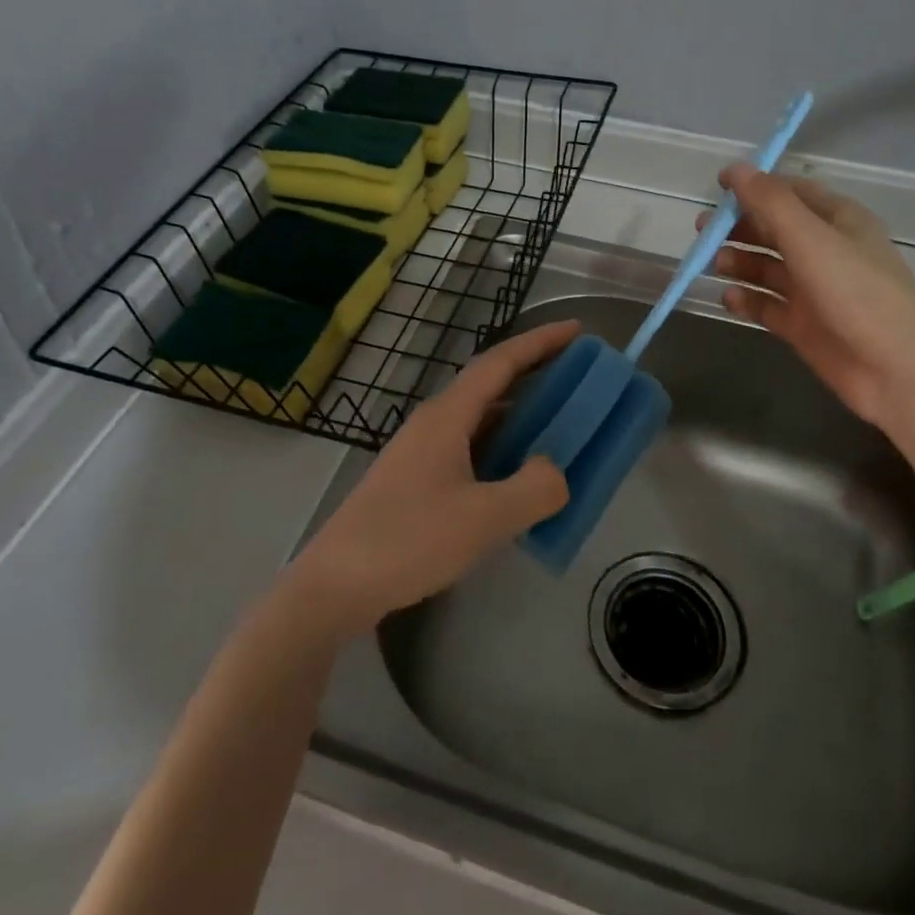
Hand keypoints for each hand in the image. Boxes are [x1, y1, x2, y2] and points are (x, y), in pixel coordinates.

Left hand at [287, 319, 580, 634]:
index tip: (577, 330)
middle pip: (490, 385)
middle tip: (578, 378)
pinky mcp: (417, 480)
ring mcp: (422, 451)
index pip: (500, 362)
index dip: (540, 342)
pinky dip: (502, 448)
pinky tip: (518, 476)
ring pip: (480, 419)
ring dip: (519, 415)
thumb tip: (556, 470)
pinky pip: (470, 448)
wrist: (337, 584)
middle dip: (534, 374)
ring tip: (559, 424)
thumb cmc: (409, 540)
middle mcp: (434, 423)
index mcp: (448, 416)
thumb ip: (533, 489)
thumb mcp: (484, 518)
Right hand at [705, 165, 914, 426]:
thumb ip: (770, 202)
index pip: (791, 192)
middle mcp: (825, 251)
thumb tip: (735, 169)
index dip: (756, 186)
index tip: (717, 187)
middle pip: (774, 229)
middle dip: (739, 226)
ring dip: (739, 262)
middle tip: (702, 231)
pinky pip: (766, 305)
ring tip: (714, 264)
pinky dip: (746, 299)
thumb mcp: (811, 238)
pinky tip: (728, 298)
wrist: (895, 369)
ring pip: (767, 268)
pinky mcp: (803, 325)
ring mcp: (813, 290)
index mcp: (838, 221)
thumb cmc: (856, 293)